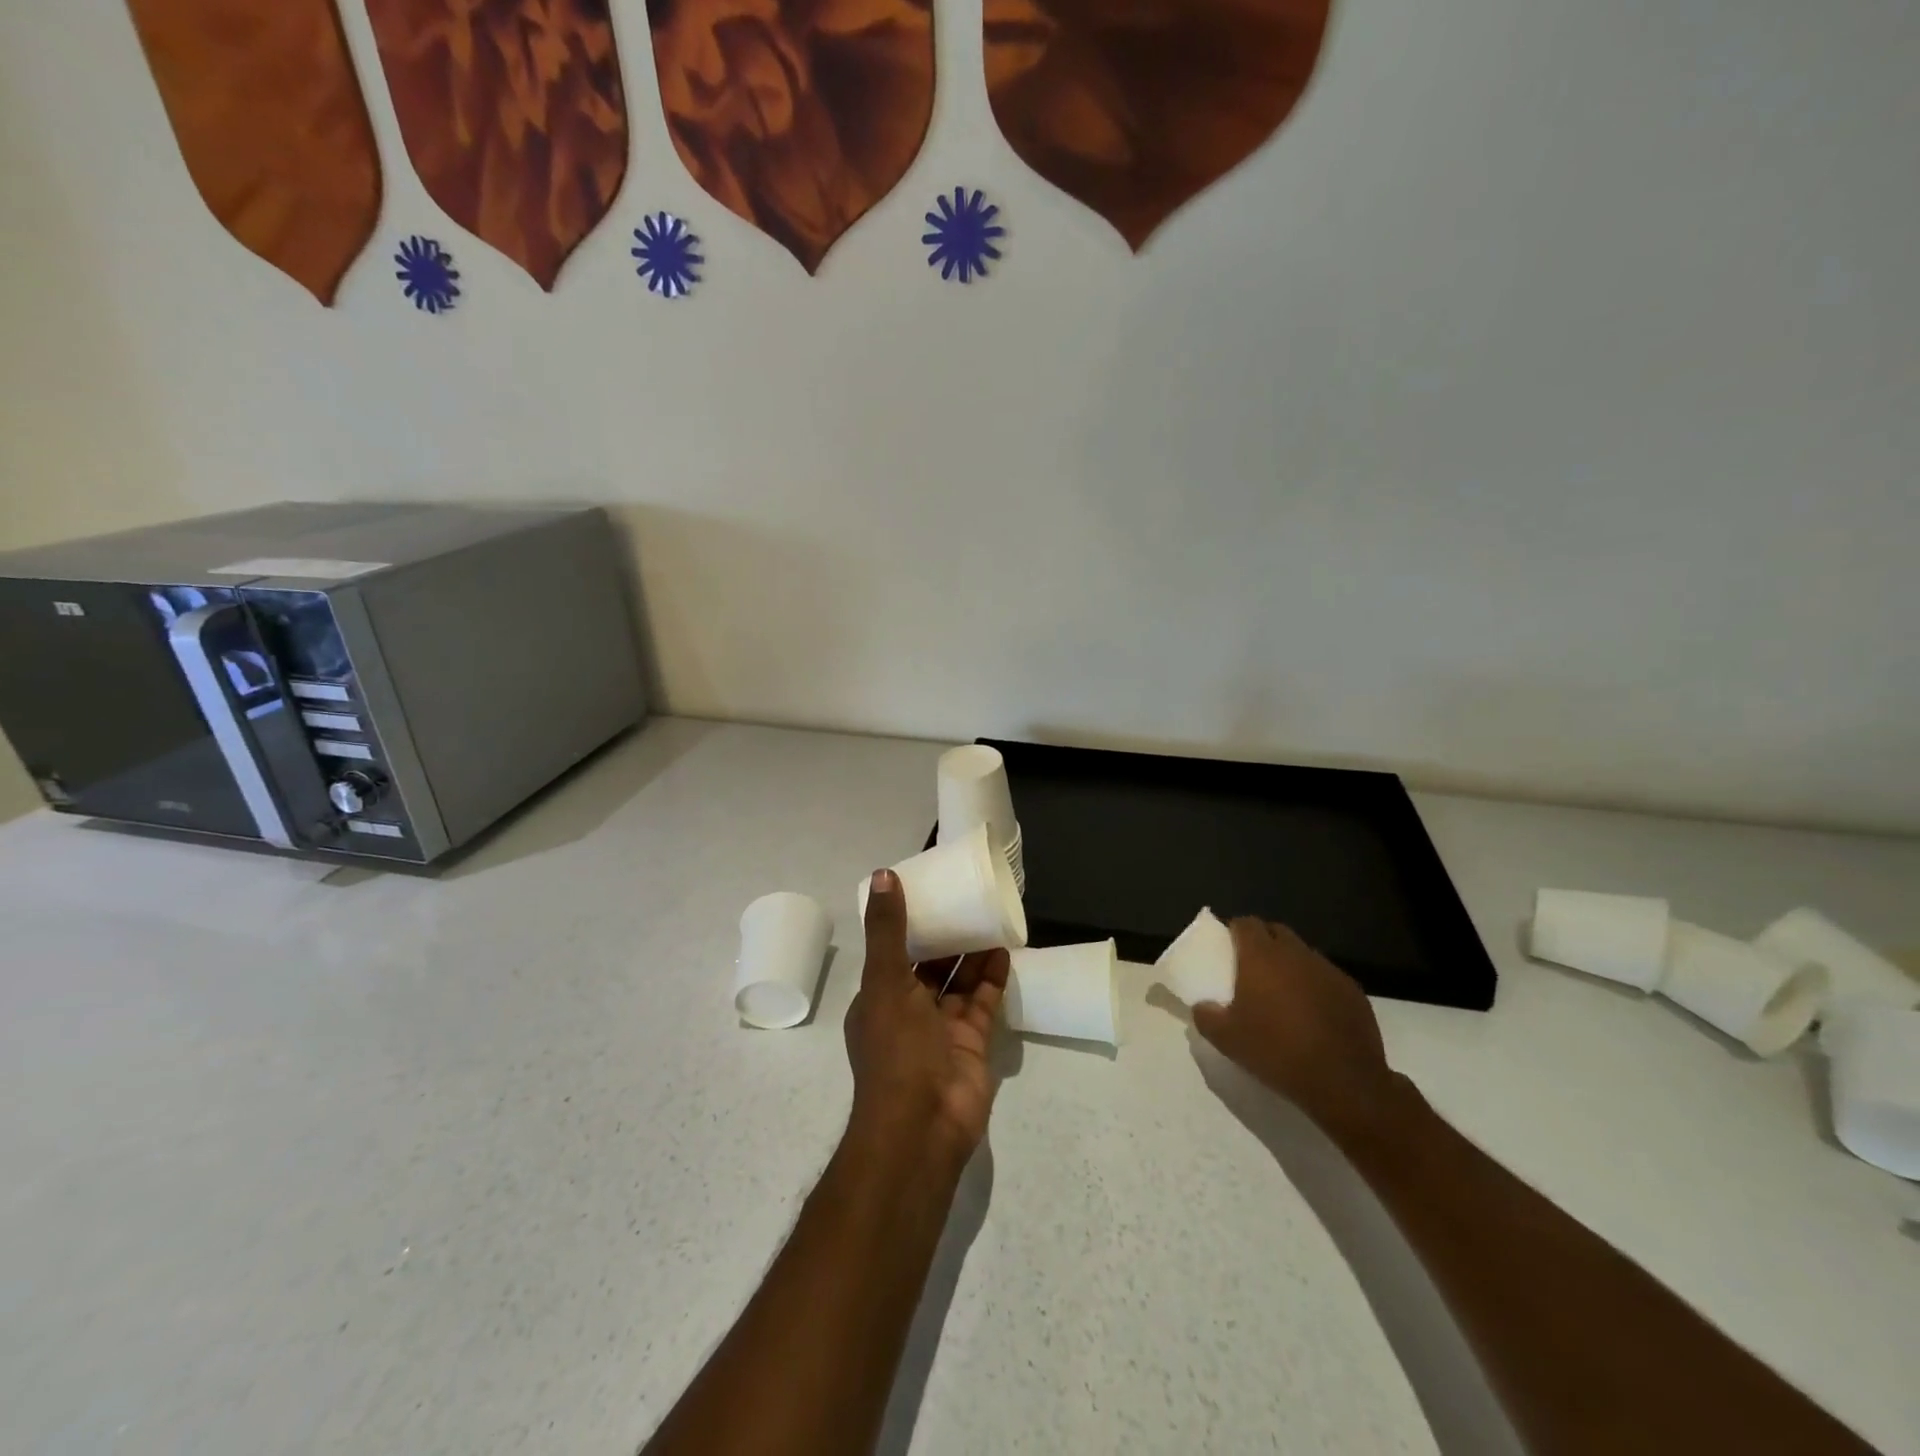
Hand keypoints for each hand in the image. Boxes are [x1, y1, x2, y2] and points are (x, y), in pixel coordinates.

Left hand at [844, 869, 1009, 1167]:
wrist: (924, 1125)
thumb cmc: (897, 1049)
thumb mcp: (885, 981)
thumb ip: (888, 930)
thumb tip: (884, 875)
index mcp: (879, 997)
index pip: (893, 951)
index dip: (909, 924)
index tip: (930, 893)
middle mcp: (907, 1011)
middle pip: (929, 965)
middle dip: (946, 937)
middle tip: (967, 899)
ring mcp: (941, 1029)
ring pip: (957, 981)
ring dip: (972, 953)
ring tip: (990, 916)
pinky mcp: (972, 1042)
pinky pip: (982, 1001)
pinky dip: (992, 977)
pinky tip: (1004, 949)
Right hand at [1191, 919, 1398, 1134]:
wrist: (1344, 1082)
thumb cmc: (1277, 1051)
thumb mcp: (1227, 1040)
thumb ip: (1206, 1016)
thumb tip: (1201, 1006)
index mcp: (1261, 956)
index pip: (1246, 923)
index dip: (1235, 930)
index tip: (1227, 947)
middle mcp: (1295, 953)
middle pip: (1276, 931)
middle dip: (1262, 941)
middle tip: (1251, 967)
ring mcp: (1328, 970)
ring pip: (1303, 953)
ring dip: (1290, 963)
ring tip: (1283, 991)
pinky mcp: (1353, 990)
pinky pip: (1326, 976)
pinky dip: (1314, 984)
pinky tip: (1312, 1012)